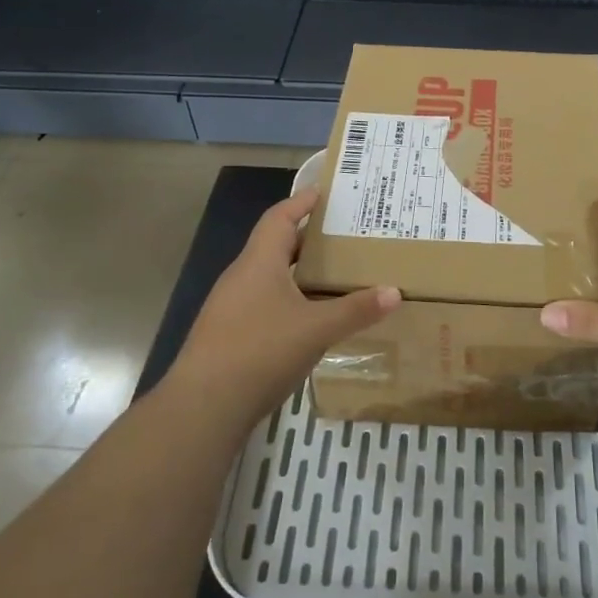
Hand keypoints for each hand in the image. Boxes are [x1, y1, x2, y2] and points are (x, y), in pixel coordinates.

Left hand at [167, 188, 399, 429]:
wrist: (203, 406)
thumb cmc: (261, 351)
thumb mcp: (317, 329)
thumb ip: (356, 310)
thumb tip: (394, 292)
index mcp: (259, 262)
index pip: (280, 217)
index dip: (301, 201)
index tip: (324, 191)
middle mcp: (242, 276)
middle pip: (275, 245)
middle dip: (308, 238)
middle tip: (343, 236)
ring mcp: (231, 307)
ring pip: (270, 277)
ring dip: (299, 272)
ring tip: (333, 275)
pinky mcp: (228, 334)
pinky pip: (264, 303)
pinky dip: (289, 300)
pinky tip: (310, 318)